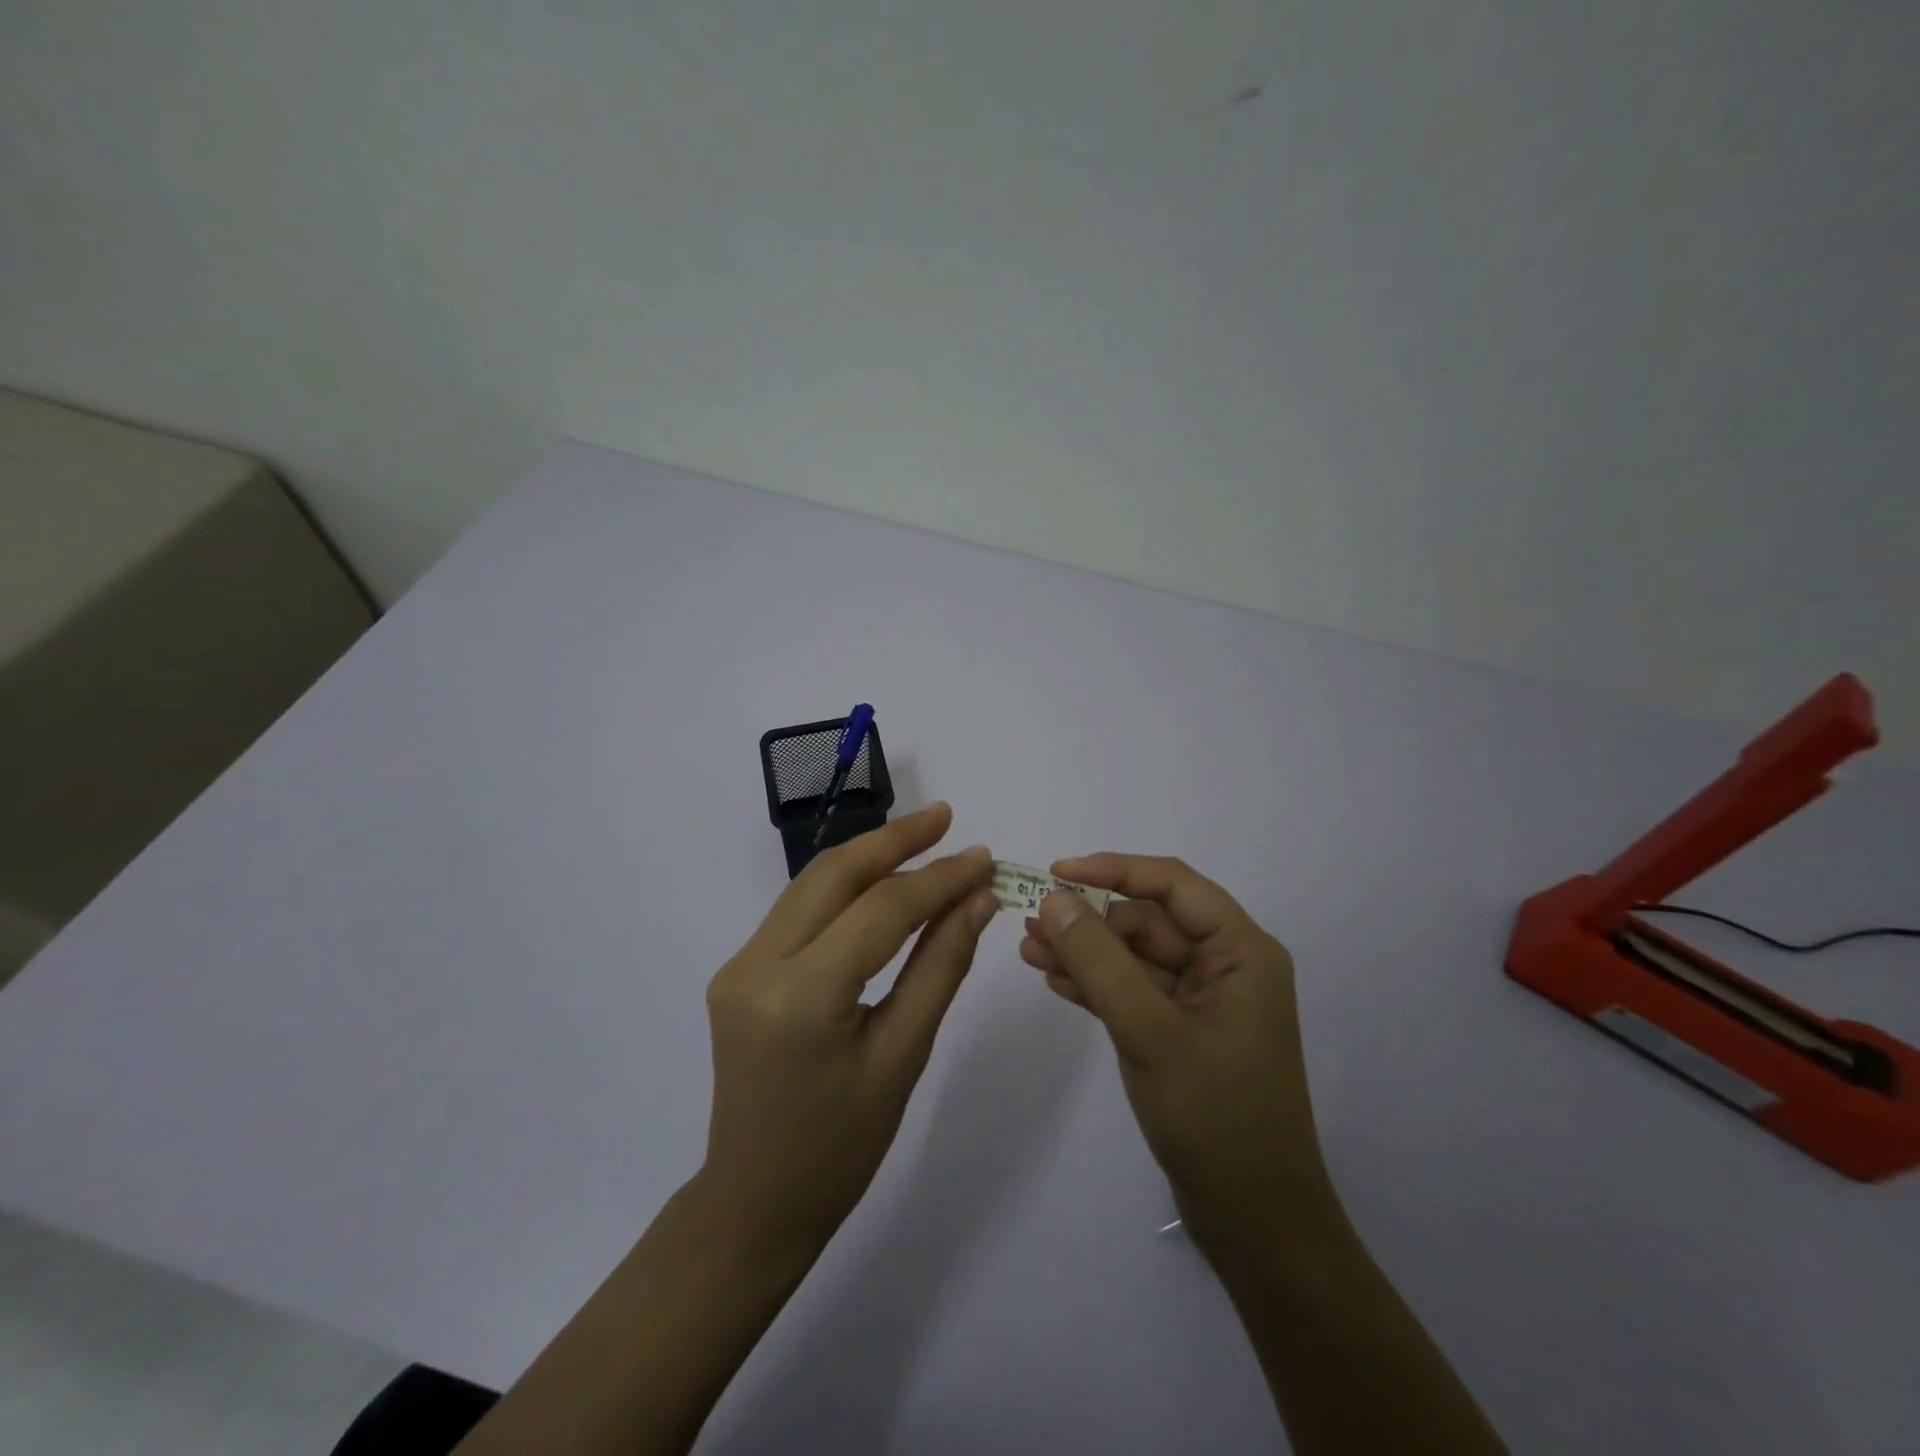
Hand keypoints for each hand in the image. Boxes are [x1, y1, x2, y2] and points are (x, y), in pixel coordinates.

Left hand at [700, 803, 997, 1254]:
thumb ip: (940, 967)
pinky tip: (882, 882)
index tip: (984, 858)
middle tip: (946, 818)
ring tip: (924, 837)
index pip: (881, 910)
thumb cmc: (841, 1148)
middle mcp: (757, 966)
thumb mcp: (902, 1058)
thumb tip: (978, 900)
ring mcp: (739, 965)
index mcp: (800, 998)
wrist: (755, 1200)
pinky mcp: (738, 970)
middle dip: (895, 840)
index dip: (938, 879)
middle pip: (833, 875)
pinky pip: (799, 911)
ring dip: (869, 856)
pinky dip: (846, 889)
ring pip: (812, 885)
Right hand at [1019, 854, 1333, 1256]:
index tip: (1056, 873)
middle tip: (1030, 922)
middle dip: (1089, 920)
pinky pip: (1135, 991)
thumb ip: (1099, 961)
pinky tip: (1055, 982)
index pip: (1172, 885)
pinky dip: (1097, 985)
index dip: (1113, 870)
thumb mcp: (1148, 1030)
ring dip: (1085, 952)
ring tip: (1028, 950)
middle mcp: (1226, 965)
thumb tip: (1054, 900)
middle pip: (1149, 921)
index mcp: (1240, 951)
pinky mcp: (1183, 1032)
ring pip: (1136, 957)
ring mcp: (1204, 1001)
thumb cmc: (1215, 1116)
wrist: (1254, 1222)